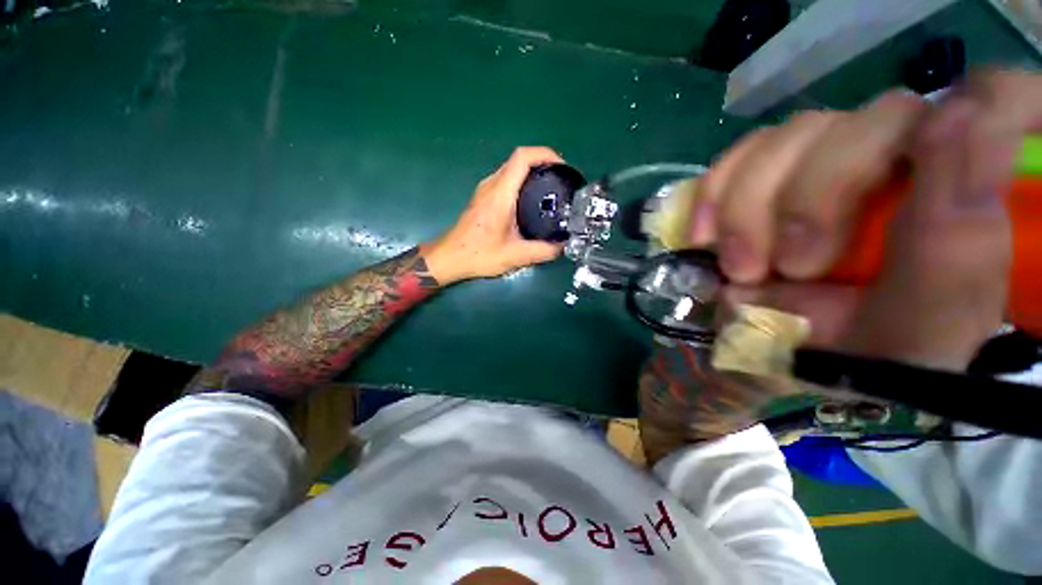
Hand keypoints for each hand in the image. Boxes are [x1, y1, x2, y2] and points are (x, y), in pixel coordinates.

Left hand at [422, 147, 565, 284]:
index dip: (545, 154)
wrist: (450, 257)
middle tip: (560, 180)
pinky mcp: (483, 197)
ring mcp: (485, 190)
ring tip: (550, 188)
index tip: (561, 167)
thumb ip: (543, 251)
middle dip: (543, 163)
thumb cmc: (479, 255)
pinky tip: (531, 200)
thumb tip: (563, 245)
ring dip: (532, 172)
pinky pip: (506, 179)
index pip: (522, 158)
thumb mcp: (516, 256)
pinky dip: (522, 181)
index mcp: (500, 194)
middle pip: (519, 160)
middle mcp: (491, 186)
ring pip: (511, 169)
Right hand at [694, 70, 1038, 370]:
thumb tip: (957, 119)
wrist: (778, 354)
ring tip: (742, 269)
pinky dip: (714, 195)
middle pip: (869, 117)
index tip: (923, 183)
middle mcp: (900, 157)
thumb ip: (960, 244)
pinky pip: (737, 157)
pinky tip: (704, 235)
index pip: (994, 98)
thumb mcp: (923, 328)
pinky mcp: (765, 174)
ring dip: (751, 207)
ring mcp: (826, 160)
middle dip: (815, 195)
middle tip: (793, 267)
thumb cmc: (863, 355)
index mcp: (965, 189)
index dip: (972, 115)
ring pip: (792, 135)